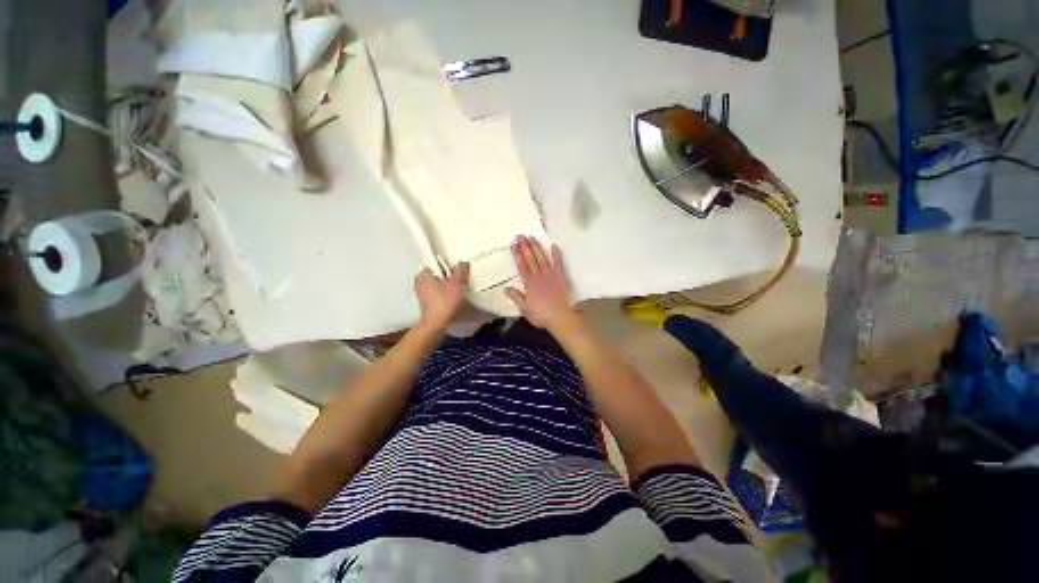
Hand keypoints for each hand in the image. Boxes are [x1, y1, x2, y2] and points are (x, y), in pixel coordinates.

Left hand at [414, 263, 469, 328]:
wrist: (436, 323)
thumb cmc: (444, 302)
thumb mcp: (456, 283)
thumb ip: (460, 271)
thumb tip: (462, 264)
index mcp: (424, 274)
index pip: (439, 264)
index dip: (450, 268)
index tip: (458, 274)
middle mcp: (419, 282)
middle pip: (439, 275)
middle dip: (450, 278)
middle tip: (460, 283)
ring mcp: (421, 293)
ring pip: (439, 285)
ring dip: (448, 287)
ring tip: (457, 292)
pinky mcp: (426, 303)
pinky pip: (437, 294)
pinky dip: (445, 296)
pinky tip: (452, 300)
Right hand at [506, 236, 575, 329]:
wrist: (561, 318)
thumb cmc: (541, 315)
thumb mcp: (525, 309)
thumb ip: (516, 297)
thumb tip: (506, 288)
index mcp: (530, 284)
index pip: (522, 267)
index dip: (517, 255)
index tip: (513, 245)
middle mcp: (539, 277)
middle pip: (531, 260)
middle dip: (525, 247)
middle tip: (520, 236)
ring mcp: (551, 276)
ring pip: (542, 259)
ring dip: (537, 248)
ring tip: (532, 237)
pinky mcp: (561, 277)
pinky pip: (559, 264)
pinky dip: (556, 255)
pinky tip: (553, 246)